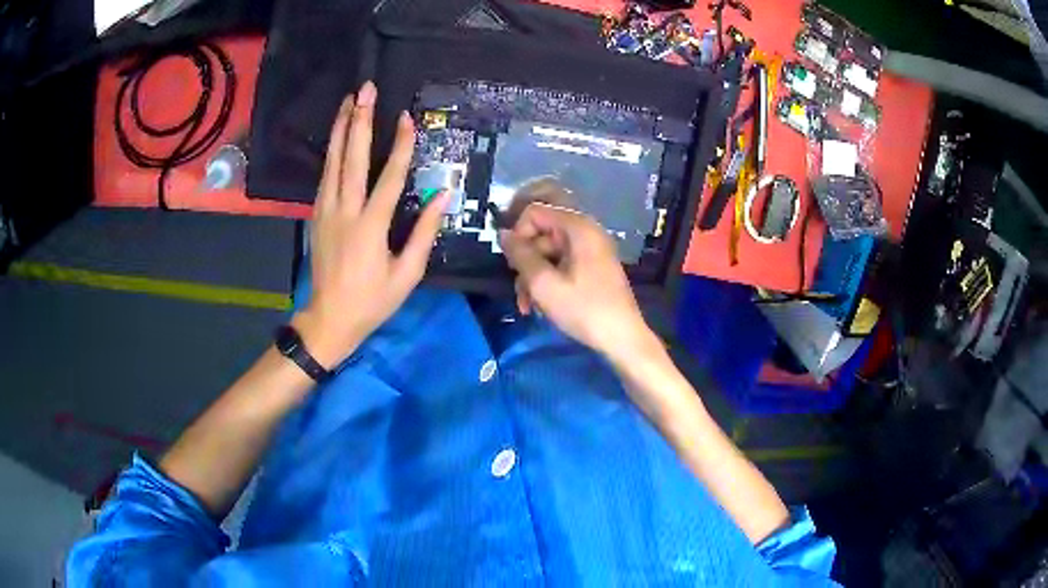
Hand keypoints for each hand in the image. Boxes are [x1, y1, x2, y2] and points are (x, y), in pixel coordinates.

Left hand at [292, 81, 448, 368]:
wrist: (329, 319)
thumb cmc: (372, 301)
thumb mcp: (407, 274)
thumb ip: (424, 233)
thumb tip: (442, 196)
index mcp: (370, 227)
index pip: (388, 178)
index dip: (399, 146)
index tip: (405, 118)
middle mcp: (345, 212)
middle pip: (351, 158)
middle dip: (358, 121)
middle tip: (364, 90)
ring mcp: (326, 211)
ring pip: (331, 162)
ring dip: (339, 128)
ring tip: (347, 101)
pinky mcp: (317, 215)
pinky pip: (325, 176)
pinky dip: (330, 151)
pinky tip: (336, 135)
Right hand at [498, 204, 659, 362]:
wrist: (622, 338)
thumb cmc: (584, 310)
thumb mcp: (544, 284)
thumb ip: (520, 255)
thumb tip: (503, 233)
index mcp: (578, 227)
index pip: (534, 211)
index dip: (518, 235)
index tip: (513, 263)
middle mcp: (586, 231)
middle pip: (541, 231)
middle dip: (524, 257)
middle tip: (518, 283)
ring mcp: (590, 249)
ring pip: (548, 251)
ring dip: (532, 275)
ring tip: (526, 305)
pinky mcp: (591, 265)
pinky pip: (560, 262)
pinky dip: (547, 279)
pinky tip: (539, 304)